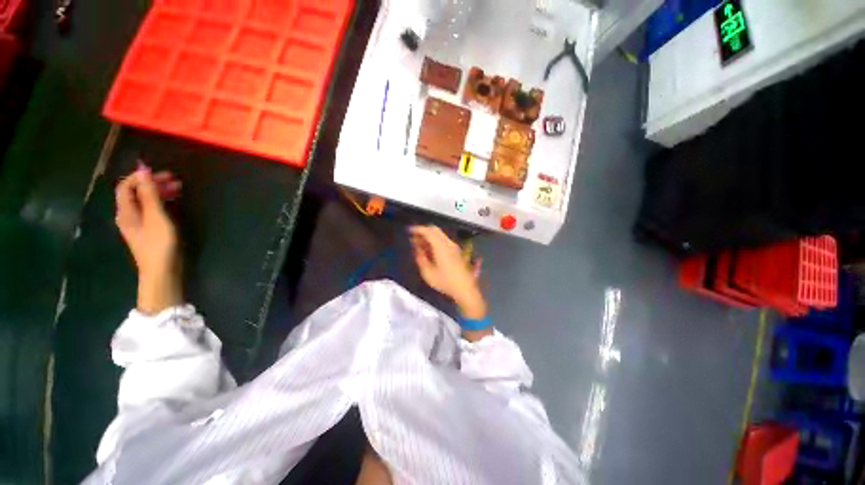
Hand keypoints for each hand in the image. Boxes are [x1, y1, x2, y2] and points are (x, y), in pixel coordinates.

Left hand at [115, 164, 182, 313]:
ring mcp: (138, 225)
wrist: (161, 272)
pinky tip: (173, 204)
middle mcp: (128, 216)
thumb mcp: (156, 217)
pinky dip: (161, 203)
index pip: (126, 186)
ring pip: (144, 201)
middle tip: (175, 180)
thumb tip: (143, 170)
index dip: (140, 177)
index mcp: (126, 211)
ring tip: (178, 189)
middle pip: (135, 193)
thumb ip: (149, 194)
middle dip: (152, 183)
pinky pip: (151, 210)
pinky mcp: (148, 231)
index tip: (162, 173)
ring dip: (159, 192)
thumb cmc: (159, 244)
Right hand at [410, 226, 485, 318]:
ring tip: (419, 244)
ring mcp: (454, 246)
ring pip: (439, 234)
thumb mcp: (427, 272)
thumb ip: (420, 257)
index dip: (417, 229)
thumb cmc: (445, 282)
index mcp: (441, 246)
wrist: (465, 289)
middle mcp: (448, 243)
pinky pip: (443, 240)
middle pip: (435, 230)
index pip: (428, 231)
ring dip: (428, 236)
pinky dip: (434, 240)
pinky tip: (429, 249)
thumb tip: (416, 247)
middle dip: (423, 231)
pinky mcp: (456, 250)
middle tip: (413, 237)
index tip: (408, 231)